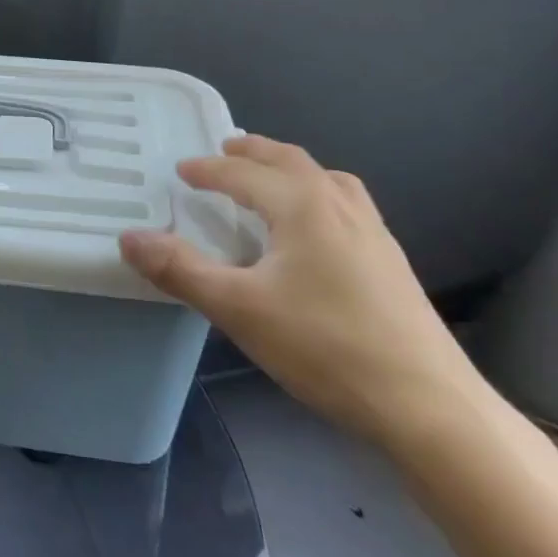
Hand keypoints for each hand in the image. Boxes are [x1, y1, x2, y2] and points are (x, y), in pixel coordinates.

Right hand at [119, 134, 483, 449]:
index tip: (181, 170)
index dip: (208, 169)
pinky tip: (314, 229)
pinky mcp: (391, 261)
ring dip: (290, 169)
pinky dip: (317, 194)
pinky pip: (346, 203)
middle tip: (224, 150)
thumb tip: (128, 238)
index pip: (244, 173)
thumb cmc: (325, 347)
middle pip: (291, 161)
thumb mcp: (238, 309)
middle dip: (254, 152)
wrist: (429, 406)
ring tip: (269, 179)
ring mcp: (373, 233)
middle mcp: (340, 206)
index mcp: (303, 207)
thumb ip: (180, 270)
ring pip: (327, 179)